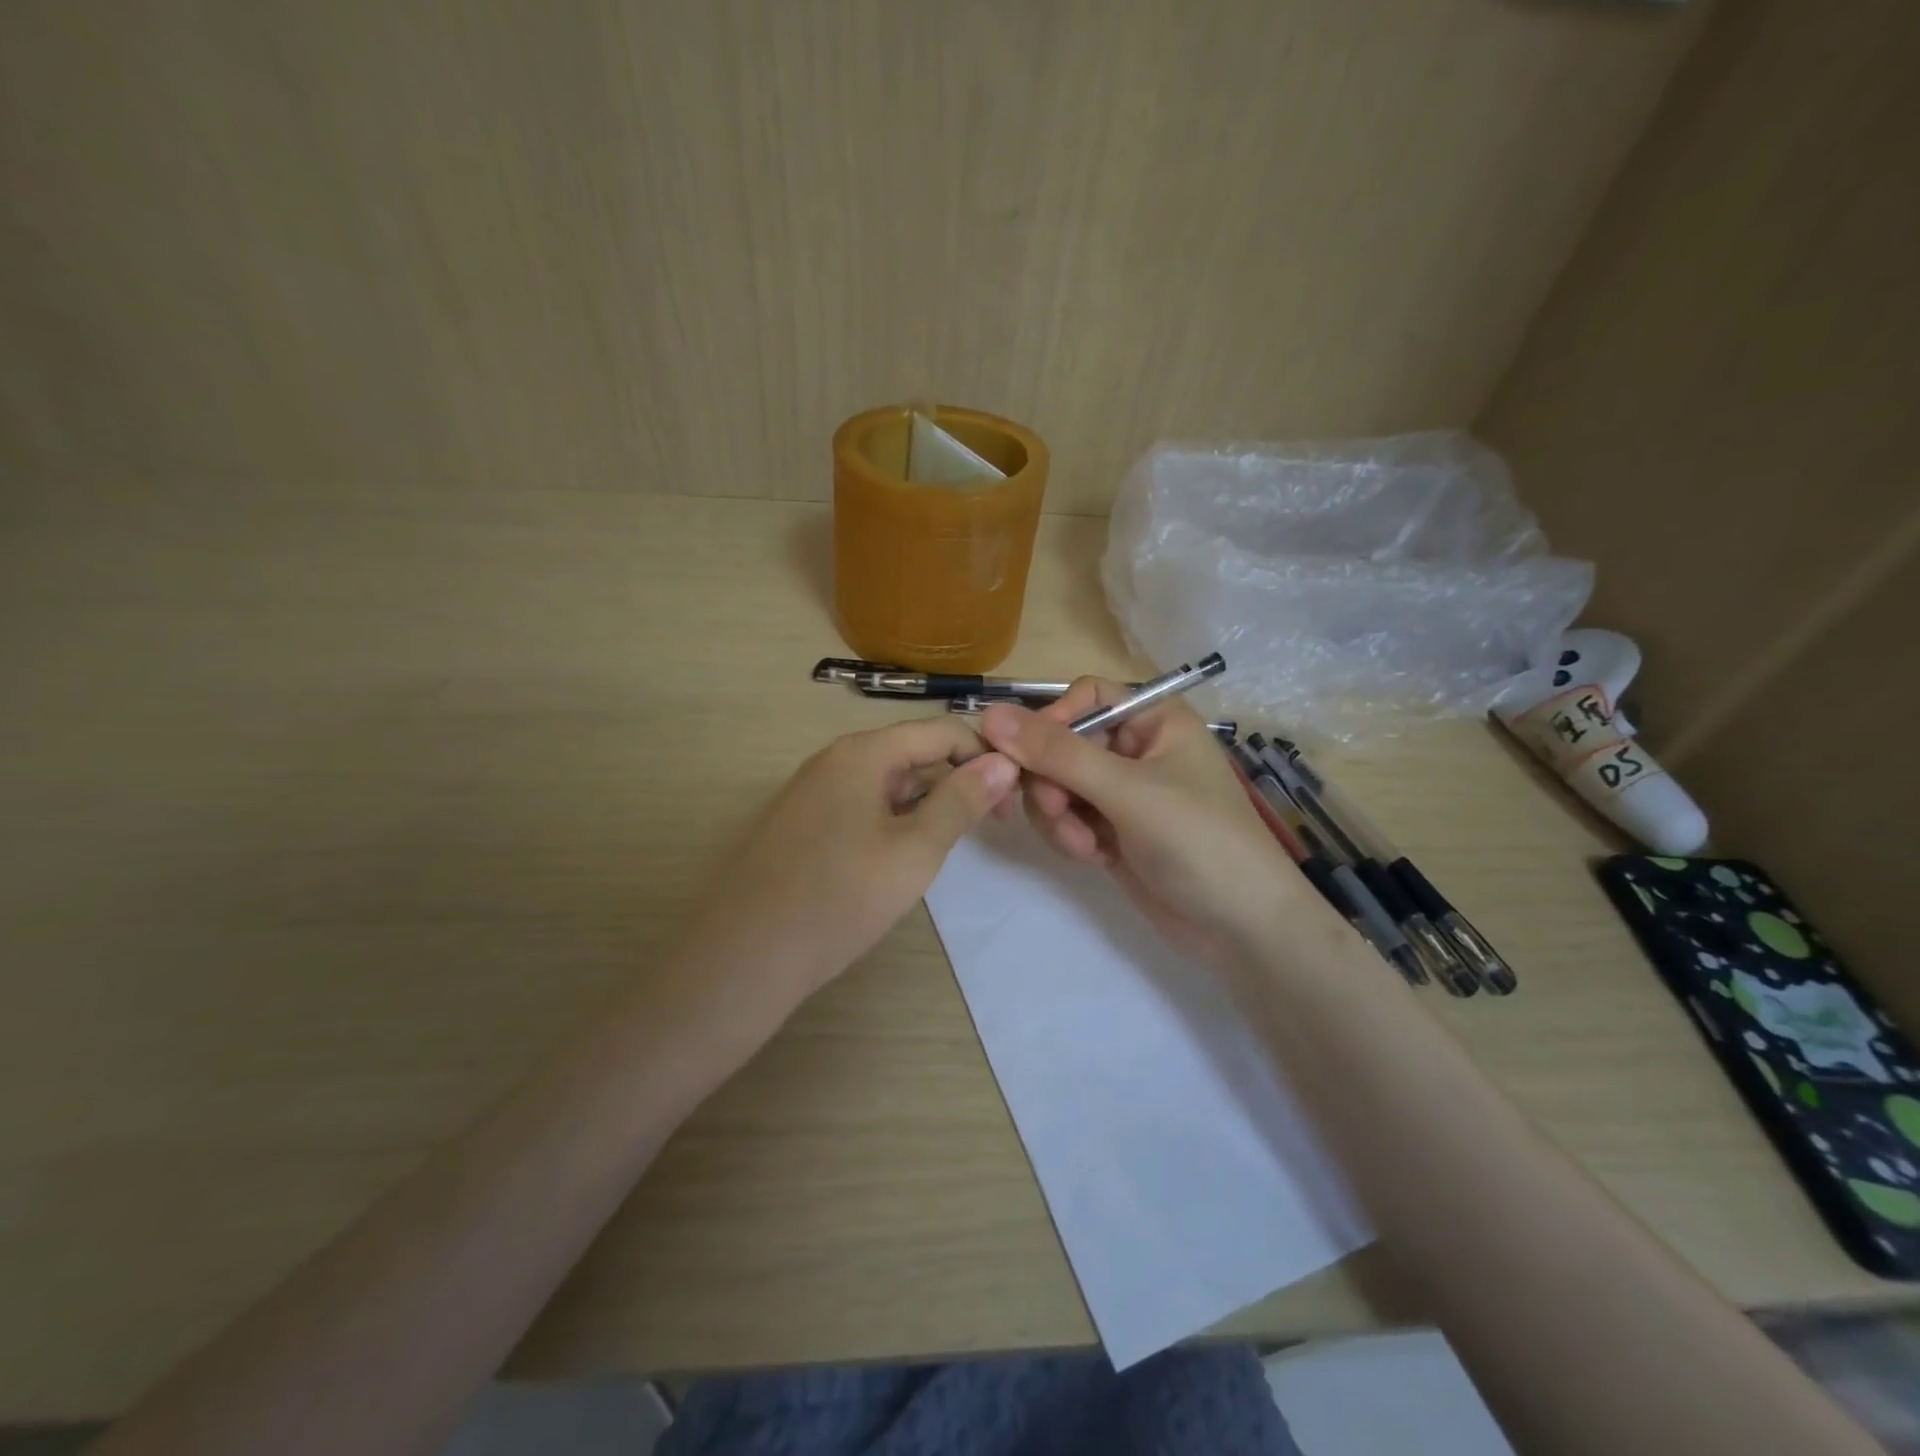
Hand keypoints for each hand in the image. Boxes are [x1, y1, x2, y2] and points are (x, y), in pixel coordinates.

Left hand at [678, 717, 1015, 1010]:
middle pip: (913, 753)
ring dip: (927, 804)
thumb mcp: (915, 850)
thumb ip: (961, 802)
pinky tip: (904, 858)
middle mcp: (834, 760)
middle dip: (957, 782)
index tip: (1013, 800)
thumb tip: (1003, 762)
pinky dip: (894, 821)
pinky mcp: (802, 824)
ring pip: (887, 783)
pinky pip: (861, 807)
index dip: (984, 757)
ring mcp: (813, 792)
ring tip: (952, 844)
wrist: (744, 957)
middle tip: (991, 827)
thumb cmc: (840, 898)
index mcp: (862, 752)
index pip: (941, 731)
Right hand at [979, 681, 1315, 961]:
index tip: (1024, 756)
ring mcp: (1121, 792)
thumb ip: (1059, 754)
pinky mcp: (1110, 829)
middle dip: (1051, 780)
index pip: (1085, 697)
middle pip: (1062, 743)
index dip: (1051, 721)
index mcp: (1154, 719)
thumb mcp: (1129, 792)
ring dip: (1057, 813)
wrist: (1242, 930)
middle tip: (1055, 811)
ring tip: (1083, 845)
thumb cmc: (1200, 843)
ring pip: (1056, 783)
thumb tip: (990, 714)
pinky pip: (1066, 816)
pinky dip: (1068, 835)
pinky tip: (1092, 857)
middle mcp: (1135, 748)